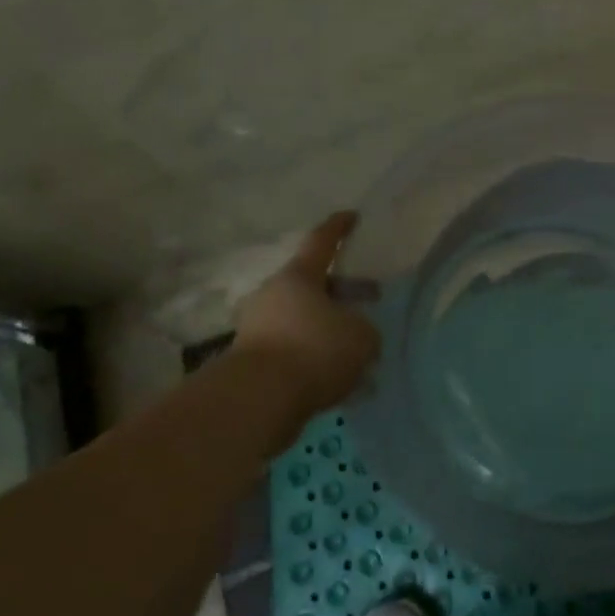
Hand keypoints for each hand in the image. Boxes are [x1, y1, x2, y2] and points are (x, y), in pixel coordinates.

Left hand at [231, 212, 381, 419]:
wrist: (256, 399)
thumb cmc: (314, 350)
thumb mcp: (361, 338)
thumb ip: (365, 330)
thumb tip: (357, 334)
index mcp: (300, 276)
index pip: (322, 241)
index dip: (339, 228)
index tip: (352, 216)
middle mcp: (273, 293)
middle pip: (311, 283)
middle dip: (339, 291)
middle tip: (365, 302)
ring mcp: (256, 325)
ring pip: (300, 317)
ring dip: (324, 327)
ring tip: (352, 348)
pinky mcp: (248, 358)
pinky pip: (289, 346)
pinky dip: (310, 354)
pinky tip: (331, 375)